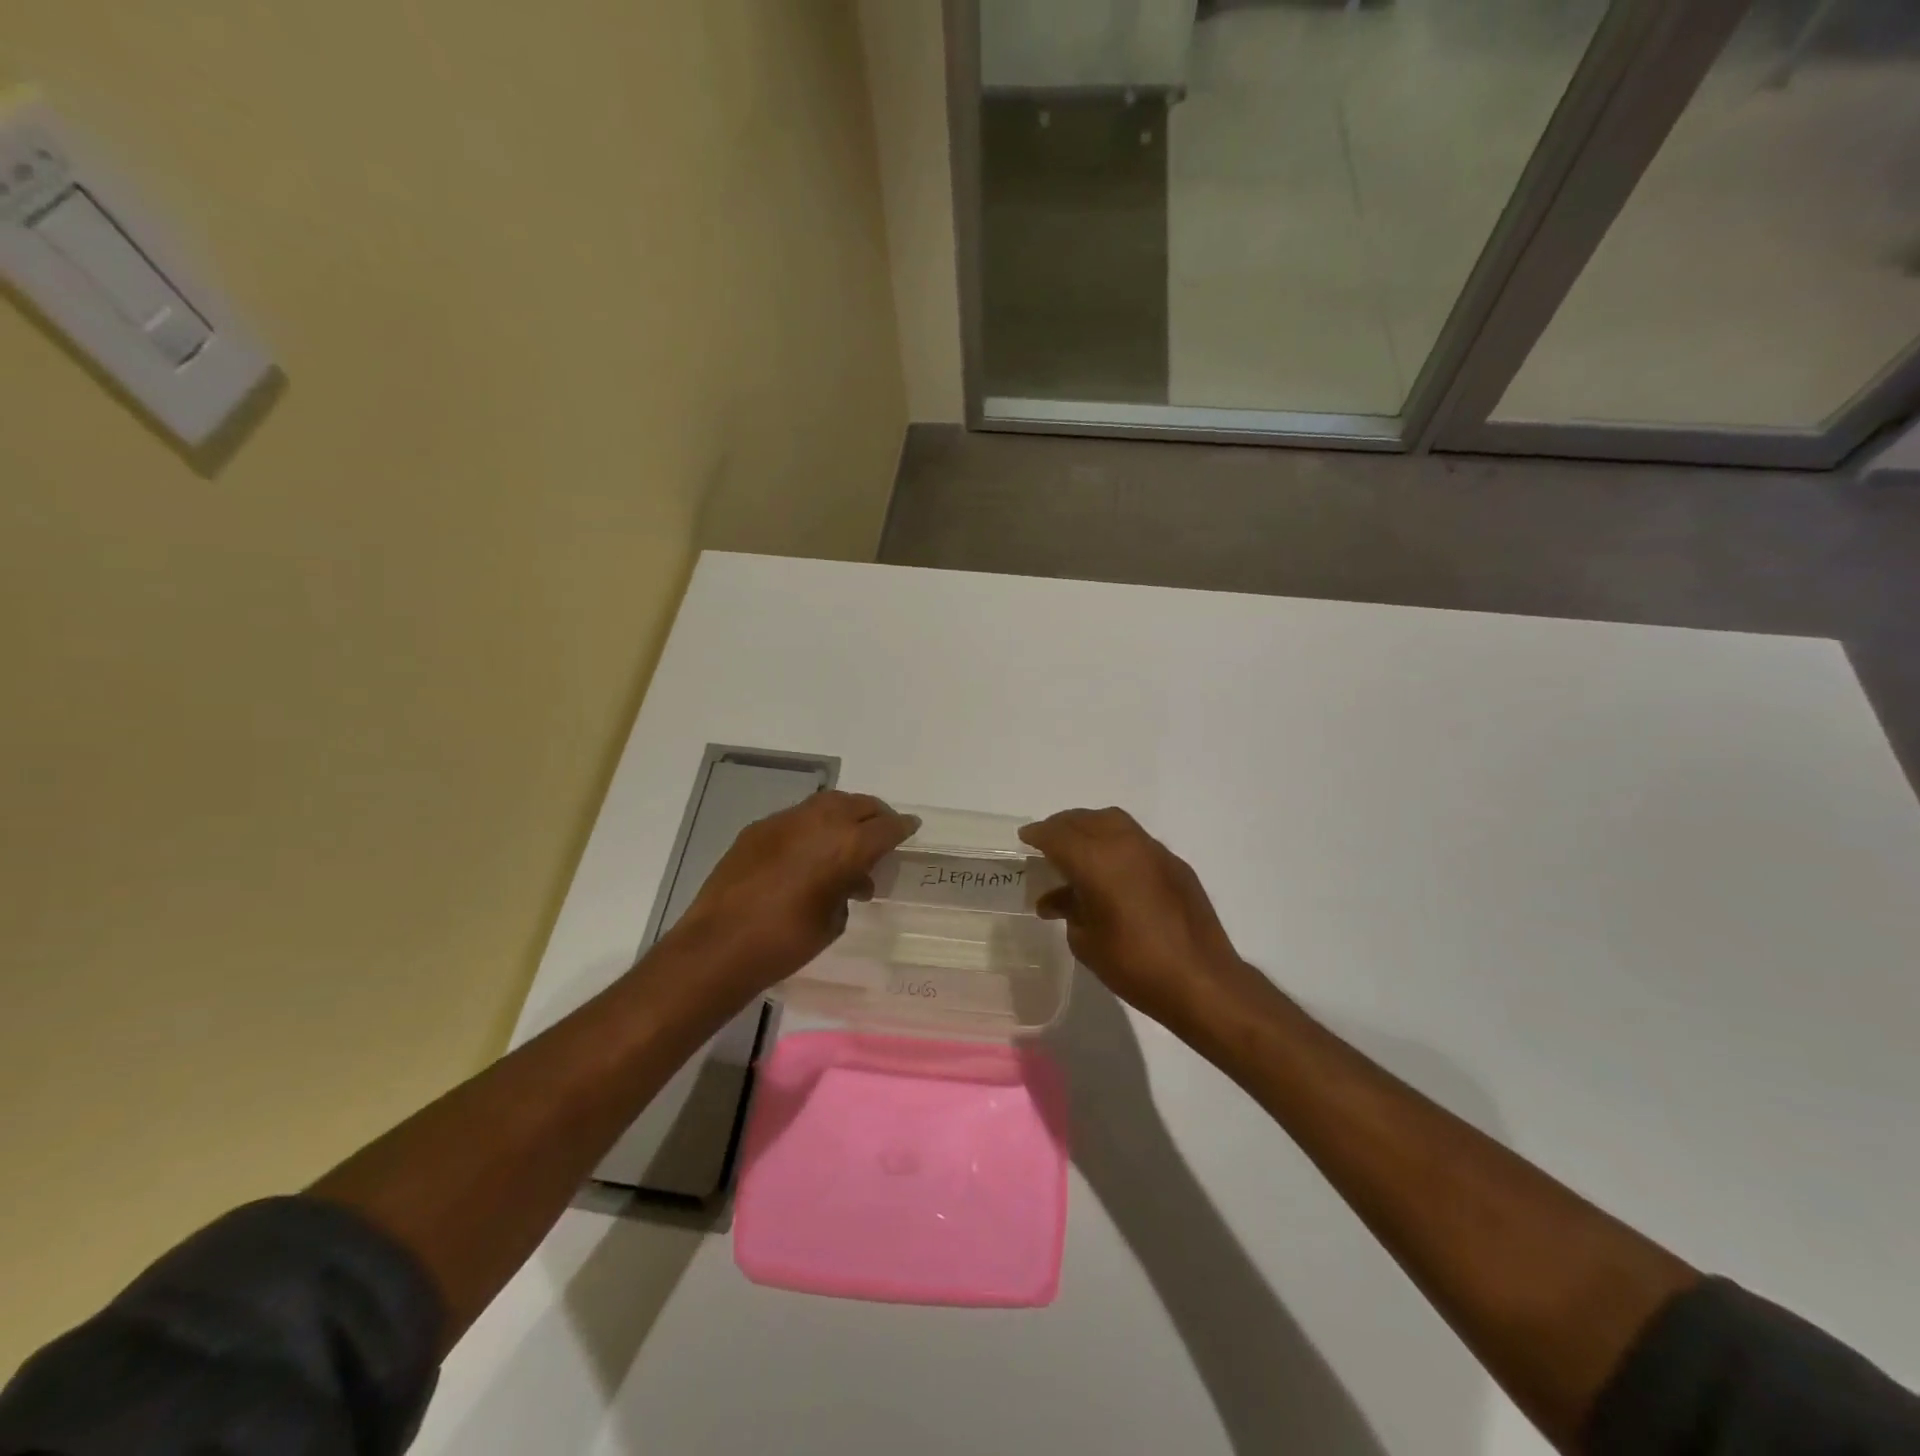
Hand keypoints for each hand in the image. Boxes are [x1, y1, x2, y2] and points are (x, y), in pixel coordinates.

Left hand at [671, 791, 918, 998]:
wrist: (719, 946)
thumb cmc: (786, 942)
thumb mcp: (832, 921)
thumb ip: (848, 891)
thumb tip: (850, 881)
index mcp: (846, 845)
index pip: (886, 827)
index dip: (902, 827)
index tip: (911, 828)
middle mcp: (819, 822)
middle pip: (858, 804)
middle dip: (876, 815)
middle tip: (882, 832)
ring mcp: (784, 821)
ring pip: (827, 803)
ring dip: (844, 816)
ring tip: (847, 840)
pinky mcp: (758, 829)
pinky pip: (797, 817)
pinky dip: (813, 827)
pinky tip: (808, 852)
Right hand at [1019, 807, 1264, 1032]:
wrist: (1201, 980)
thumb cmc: (1134, 964)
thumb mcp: (1086, 941)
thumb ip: (1068, 910)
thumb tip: (1055, 899)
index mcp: (1096, 861)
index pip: (1058, 835)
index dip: (1038, 834)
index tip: (1025, 838)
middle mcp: (1125, 845)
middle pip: (1085, 820)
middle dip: (1062, 826)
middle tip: (1048, 840)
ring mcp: (1154, 851)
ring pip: (1114, 822)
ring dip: (1090, 827)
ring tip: (1078, 848)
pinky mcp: (1175, 864)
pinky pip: (1136, 840)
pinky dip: (1116, 843)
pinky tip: (1113, 869)